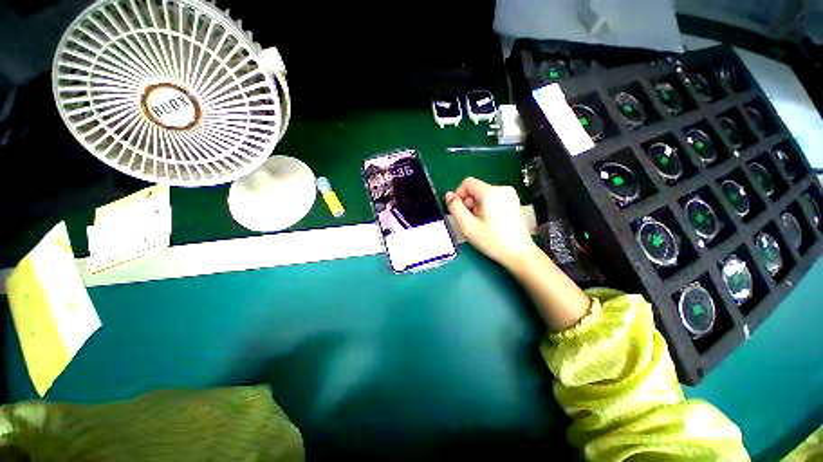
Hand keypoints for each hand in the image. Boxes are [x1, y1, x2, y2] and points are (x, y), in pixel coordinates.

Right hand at [445, 177, 537, 268]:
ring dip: (477, 206)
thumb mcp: (468, 226)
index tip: (459, 210)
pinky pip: (493, 199)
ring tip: (480, 223)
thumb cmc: (493, 241)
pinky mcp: (513, 202)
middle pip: (476, 189)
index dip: (459, 195)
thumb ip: (455, 208)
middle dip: (469, 203)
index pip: (467, 182)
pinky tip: (489, 222)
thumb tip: (449, 195)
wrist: (519, 253)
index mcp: (491, 192)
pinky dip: (486, 208)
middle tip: (470, 220)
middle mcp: (502, 189)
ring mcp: (510, 195)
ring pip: (483, 194)